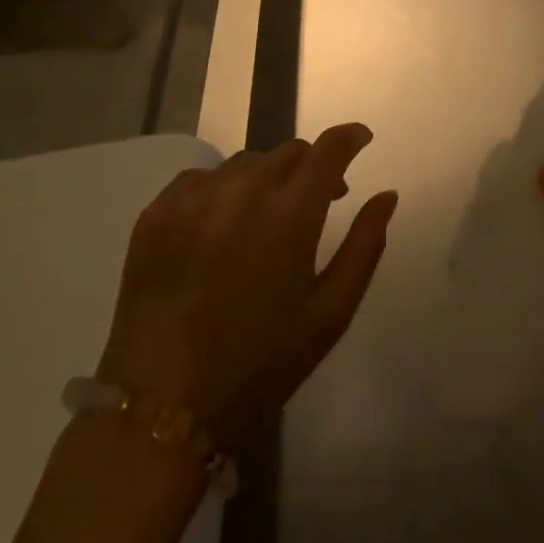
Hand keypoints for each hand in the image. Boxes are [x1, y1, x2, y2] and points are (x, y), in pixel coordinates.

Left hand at [96, 124, 396, 449]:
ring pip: (244, 164)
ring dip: (266, 180)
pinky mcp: (156, 211)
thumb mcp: (329, 313)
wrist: (164, 405)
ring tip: (265, 220)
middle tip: (317, 201)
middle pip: (287, 153)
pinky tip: (219, 228)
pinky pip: (200, 179)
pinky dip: (221, 191)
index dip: (349, 137)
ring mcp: (194, 196)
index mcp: (290, 212)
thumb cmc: (260, 364)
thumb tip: (387, 196)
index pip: (328, 150)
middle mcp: (242, 188)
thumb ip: (364, 245)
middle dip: (310, 167)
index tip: (360, 139)